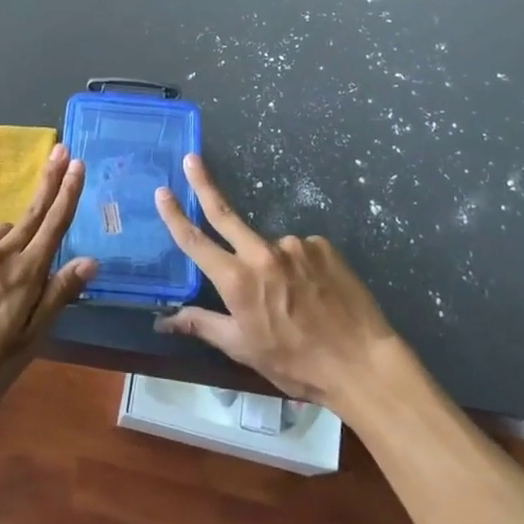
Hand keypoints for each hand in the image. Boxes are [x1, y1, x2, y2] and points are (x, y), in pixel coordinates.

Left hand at [0, 144, 96, 423]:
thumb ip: (57, 297)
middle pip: (32, 212)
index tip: (78, 163)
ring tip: (20, 249)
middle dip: (50, 180)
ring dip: (18, 230)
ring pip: (3, 230)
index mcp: (25, 274)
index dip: (68, 193)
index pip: (54, 224)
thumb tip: (91, 260)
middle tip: (62, 151)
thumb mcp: (27, 343)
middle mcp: (0, 254)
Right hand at [154, 153, 399, 407]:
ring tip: (295, 300)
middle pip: (225, 212)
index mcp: (238, 281)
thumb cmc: (297, 363)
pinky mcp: (321, 244)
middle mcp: (262, 253)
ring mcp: (294, 245)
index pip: (196, 242)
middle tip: (192, 159)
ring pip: (270, 247)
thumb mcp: (244, 350)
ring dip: (272, 263)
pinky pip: (300, 250)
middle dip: (204, 183)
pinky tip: (315, 291)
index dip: (176, 216)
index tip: (162, 192)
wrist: (362, 364)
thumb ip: (203, 325)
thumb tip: (163, 320)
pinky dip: (300, 266)